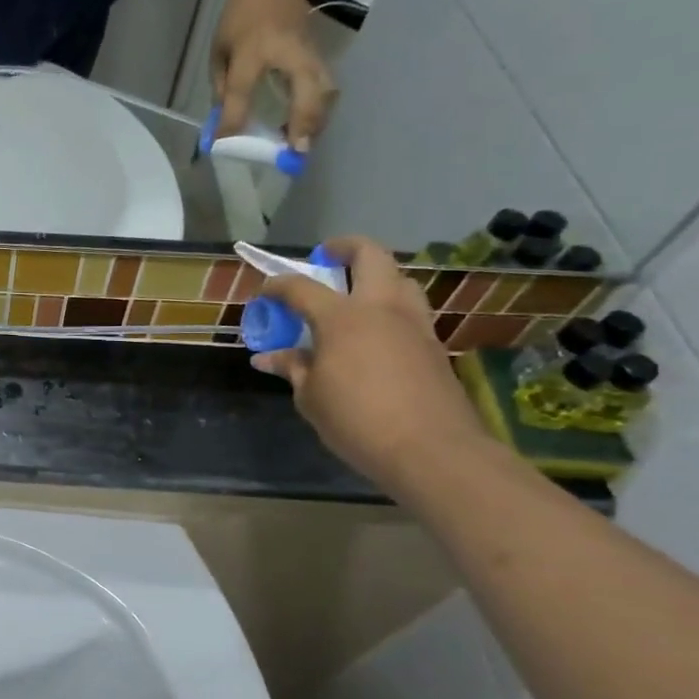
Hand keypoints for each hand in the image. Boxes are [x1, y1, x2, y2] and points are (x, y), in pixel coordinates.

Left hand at [211, 0, 336, 150]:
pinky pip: (326, 87)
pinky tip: (305, 128)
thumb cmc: (240, 18)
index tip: (224, 145)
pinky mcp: (320, 55)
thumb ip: (221, 87)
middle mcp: (287, 52)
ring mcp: (310, 52)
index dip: (232, 119)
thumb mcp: (219, 50)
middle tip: (294, 153)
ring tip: (300, 145)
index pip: (240, 91)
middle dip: (304, 124)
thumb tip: (225, 124)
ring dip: (316, 121)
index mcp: (251, 50)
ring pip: (325, 90)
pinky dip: (319, 110)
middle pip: (307, 91)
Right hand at [250, 236, 494, 490]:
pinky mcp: (434, 346)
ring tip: (355, 295)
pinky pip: (410, 310)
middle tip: (326, 258)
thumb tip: (268, 357)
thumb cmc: (357, 421)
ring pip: (400, 279)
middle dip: (344, 248)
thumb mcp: (310, 398)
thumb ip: (292, 368)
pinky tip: (375, 334)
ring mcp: (415, 324)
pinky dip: (390, 308)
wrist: (432, 450)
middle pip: (370, 255)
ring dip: (376, 276)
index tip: (265, 290)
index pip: (301, 287)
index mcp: (342, 318)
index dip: (278, 285)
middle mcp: (382, 309)